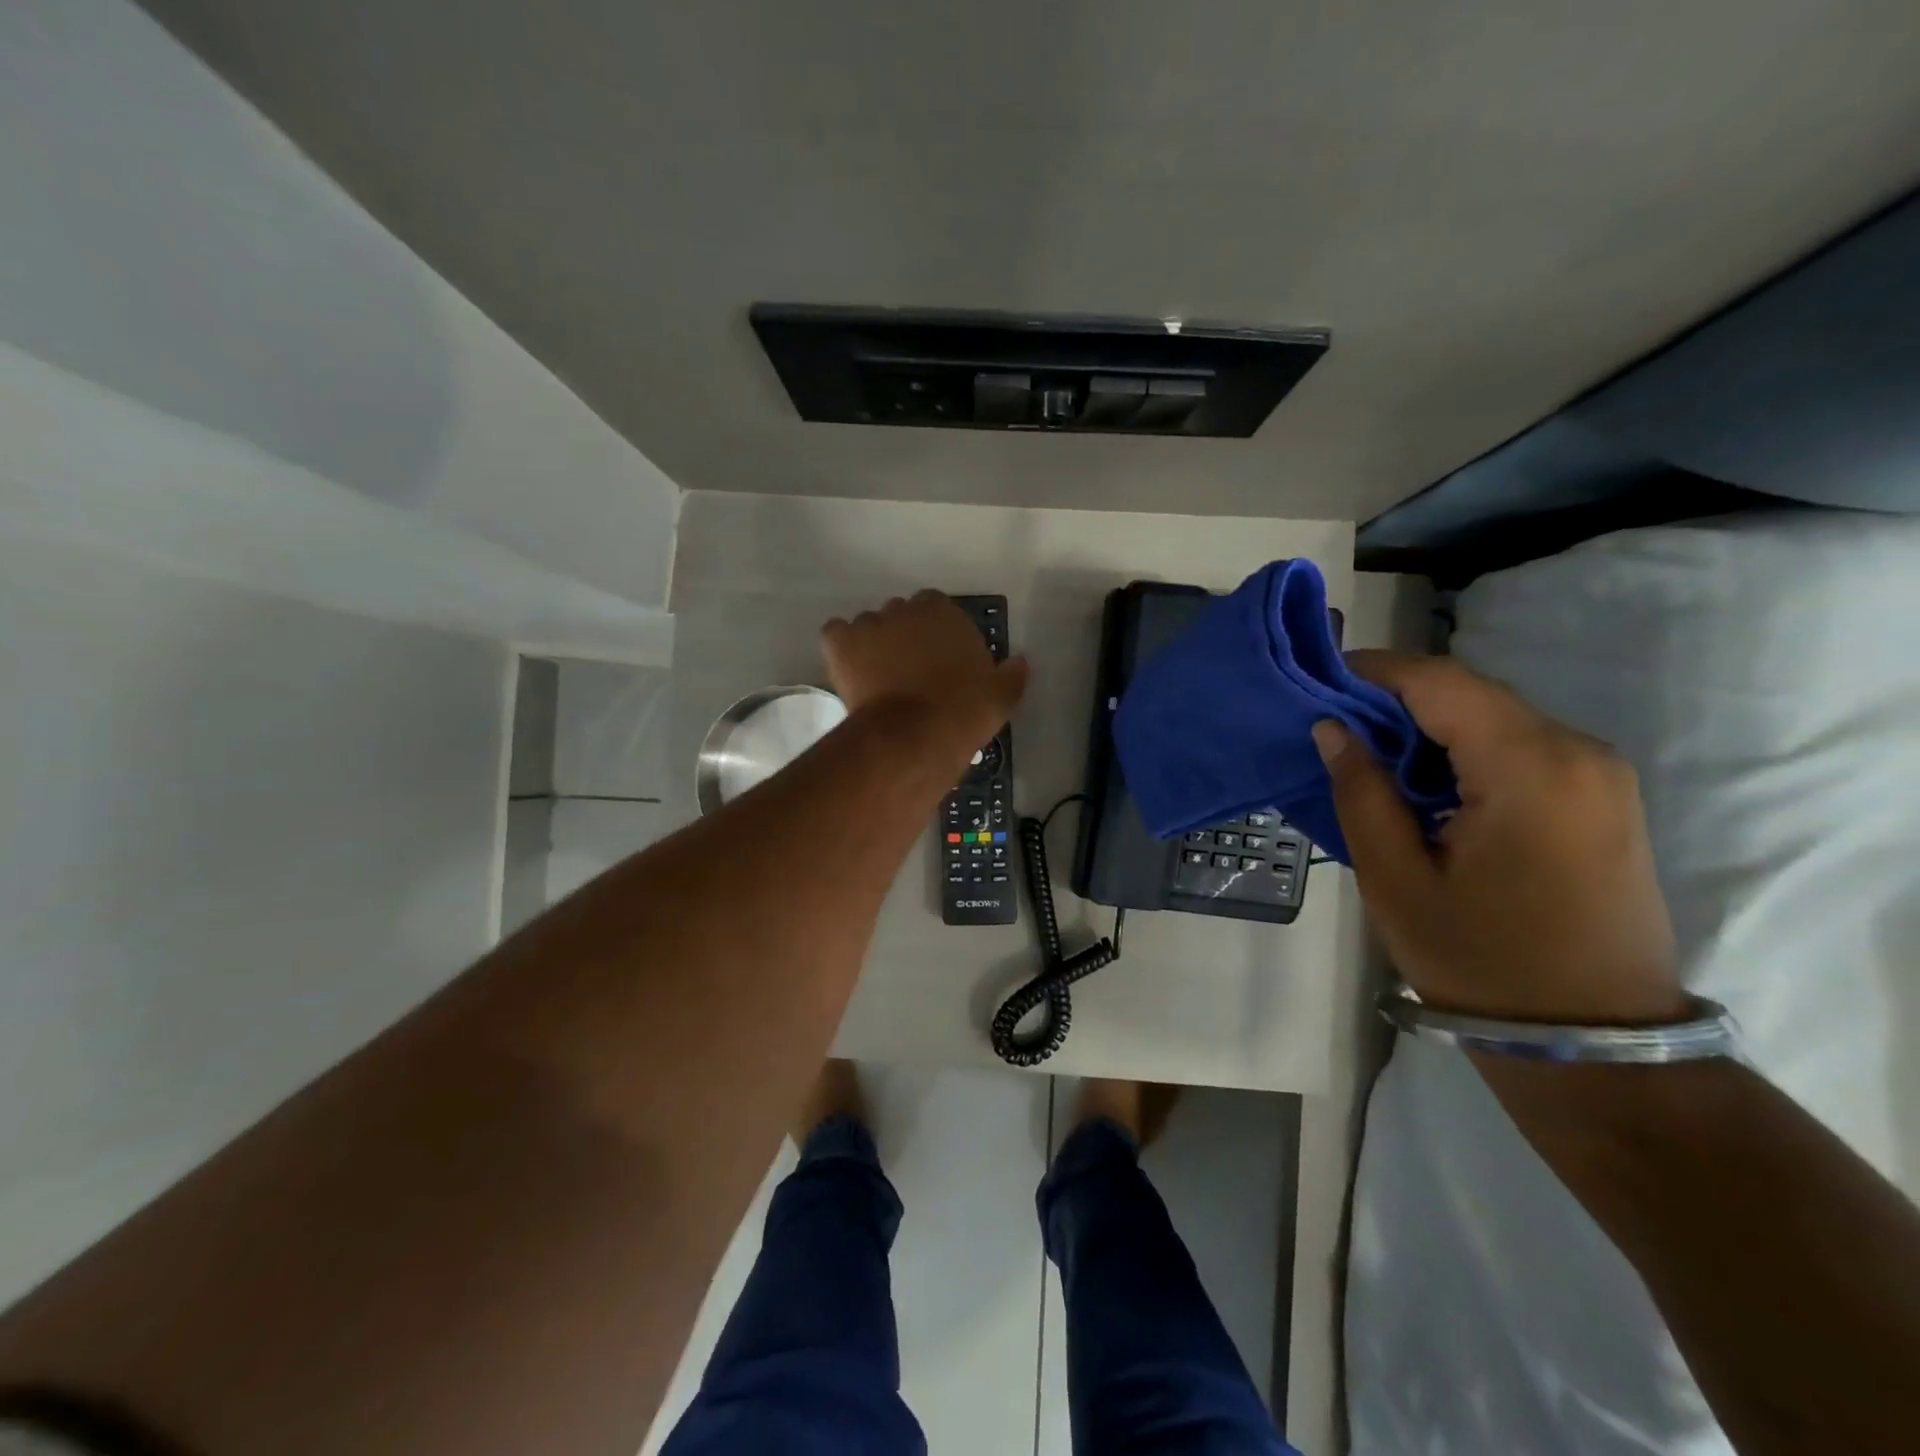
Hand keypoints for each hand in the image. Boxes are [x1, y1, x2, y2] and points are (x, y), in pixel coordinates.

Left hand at [821, 591, 1028, 759]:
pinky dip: (841, 648)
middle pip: (901, 614)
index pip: (936, 608)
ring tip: (876, 678)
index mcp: (945, 612)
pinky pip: (836, 634)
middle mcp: (906, 608)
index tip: (936, 659)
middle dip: (903, 636)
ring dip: (873, 644)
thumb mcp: (1001, 696)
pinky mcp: (841, 641)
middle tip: (907, 671)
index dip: (934, 633)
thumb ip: (1013, 674)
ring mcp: (870, 622)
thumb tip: (1022, 661)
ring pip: (869, 625)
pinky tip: (849, 670)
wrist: (916, 735)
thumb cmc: (964, 712)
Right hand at [1316, 651, 1685, 1025]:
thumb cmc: (1481, 963)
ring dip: (1427, 727)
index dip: (1374, 670)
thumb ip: (1361, 791)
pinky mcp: (1602, 797)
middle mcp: (1578, 752)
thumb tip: (1333, 728)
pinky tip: (1423, 782)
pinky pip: (1520, 747)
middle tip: (1332, 723)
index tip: (1318, 679)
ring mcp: (1600, 773)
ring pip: (1494, 718)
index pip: (1441, 683)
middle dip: (1396, 700)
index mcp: (1531, 767)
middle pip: (1471, 694)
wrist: (1593, 1041)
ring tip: (1367, 755)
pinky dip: (1463, 750)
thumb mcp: (1396, 879)